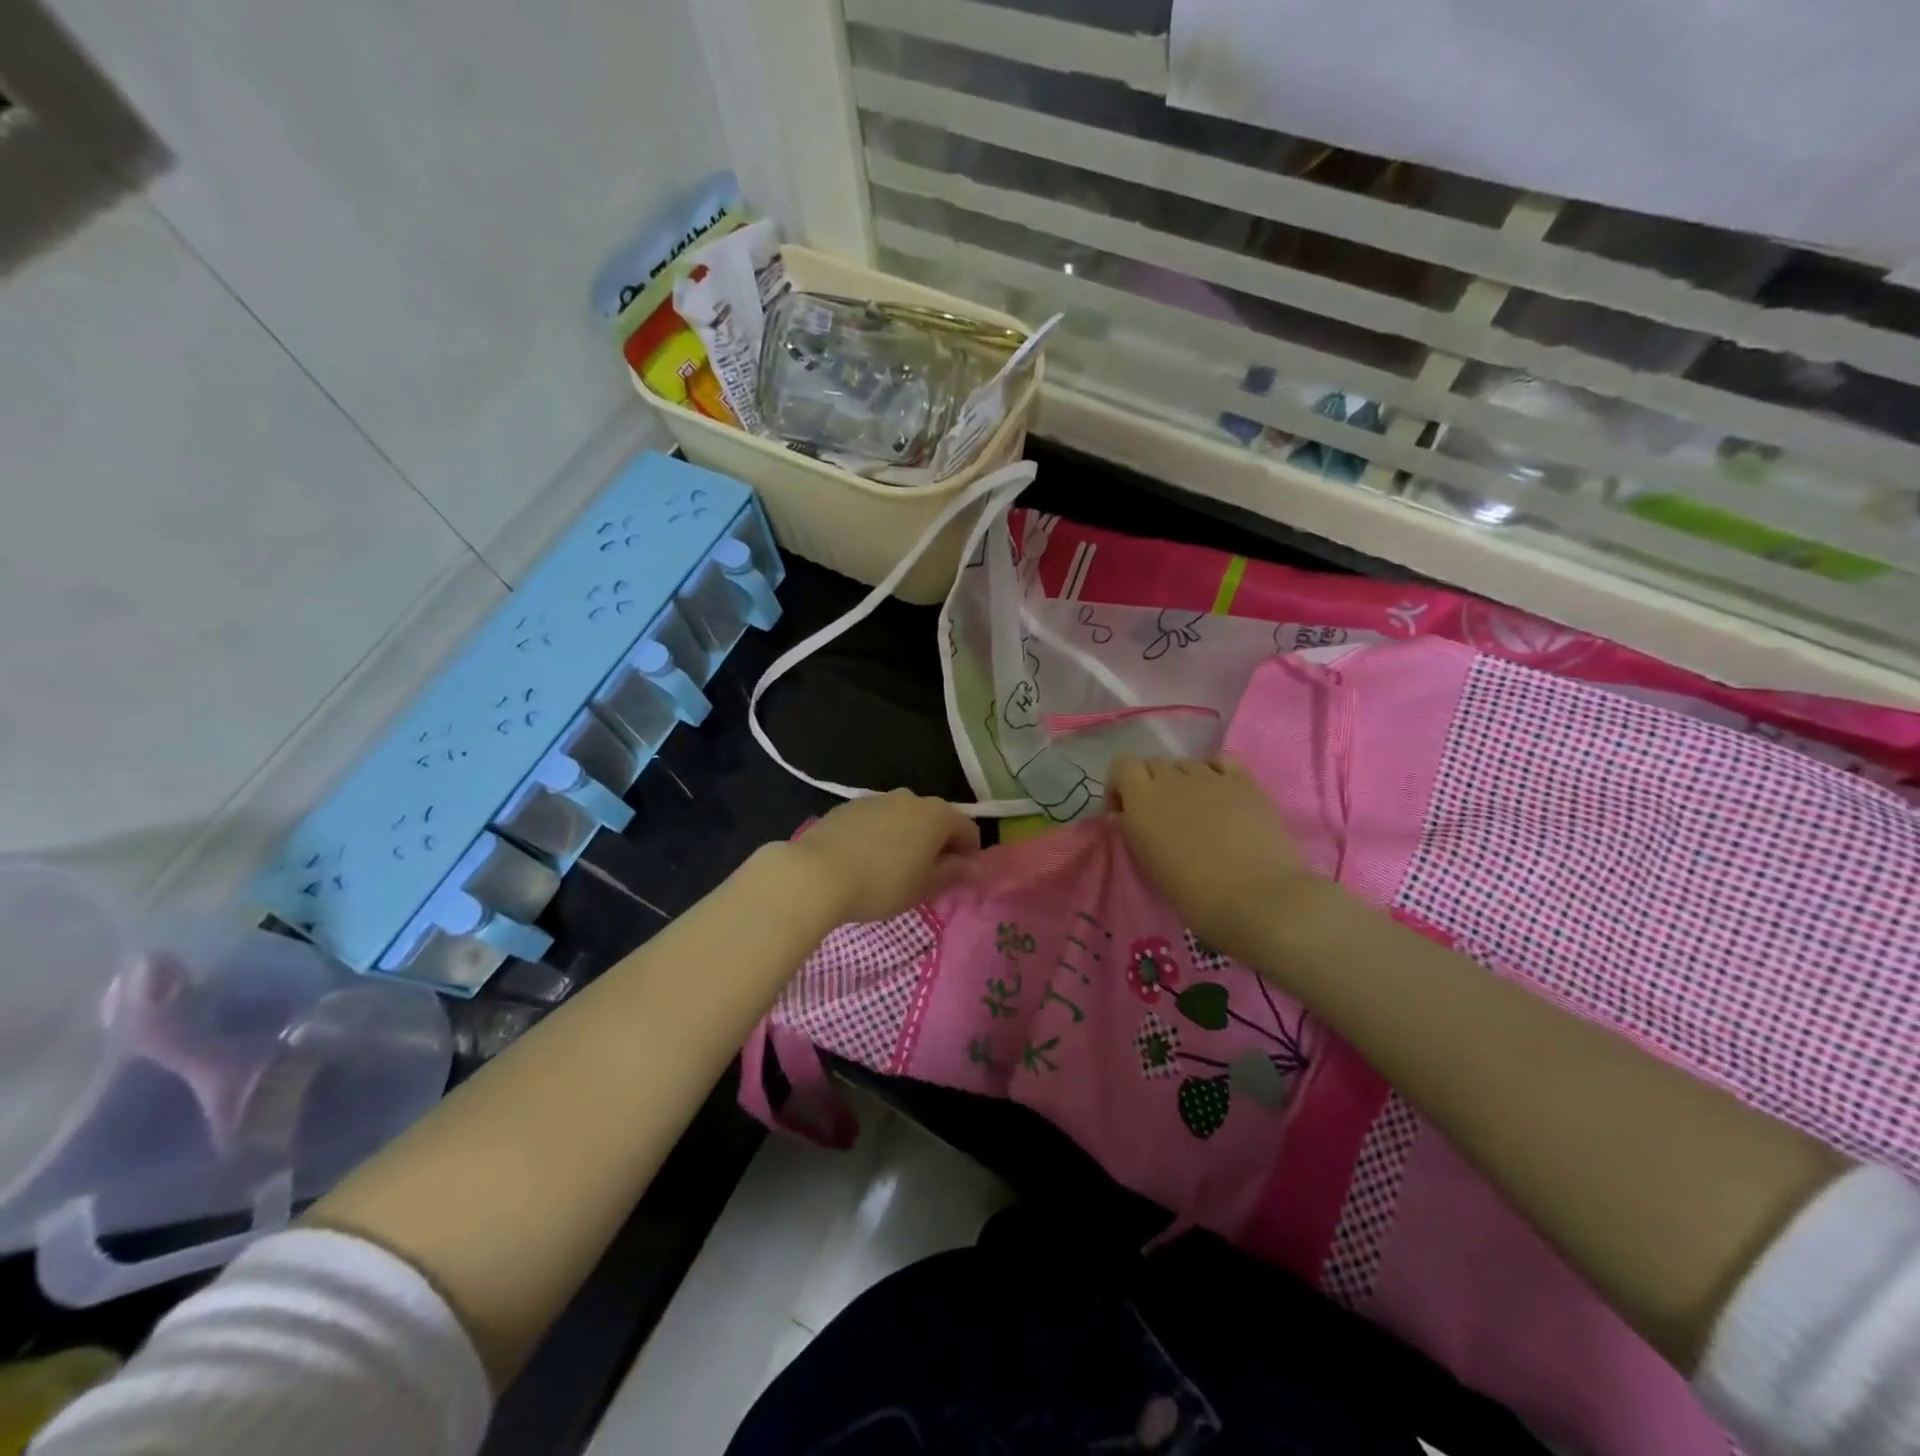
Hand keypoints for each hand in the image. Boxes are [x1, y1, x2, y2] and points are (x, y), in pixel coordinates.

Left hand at [785, 789, 981, 924]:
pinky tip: (866, 860)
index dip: (969, 853)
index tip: (959, 877)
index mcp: (936, 815)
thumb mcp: (924, 886)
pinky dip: (880, 835)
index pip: (967, 828)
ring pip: (904, 817)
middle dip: (937, 844)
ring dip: (907, 838)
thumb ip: (952, 873)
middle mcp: (910, 798)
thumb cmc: (881, 884)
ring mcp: (877, 799)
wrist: (816, 873)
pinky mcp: (848, 806)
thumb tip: (973, 866)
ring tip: (894, 868)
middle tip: (927, 875)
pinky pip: (876, 820)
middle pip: (935, 819)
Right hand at [1107, 754, 1308, 961]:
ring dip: (1183, 783)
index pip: (1121, 765)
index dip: (1121, 785)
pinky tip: (1220, 793)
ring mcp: (1210, 776)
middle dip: (1152, 785)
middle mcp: (1173, 778)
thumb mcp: (1150, 866)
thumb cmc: (1195, 893)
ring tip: (1197, 813)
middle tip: (1162, 819)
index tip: (1125, 813)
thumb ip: (1133, 832)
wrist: (1258, 899)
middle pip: (1154, 765)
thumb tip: (1122, 815)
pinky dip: (1215, 771)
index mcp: (1143, 799)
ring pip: (1186, 765)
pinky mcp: (1244, 781)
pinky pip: (1221, 761)